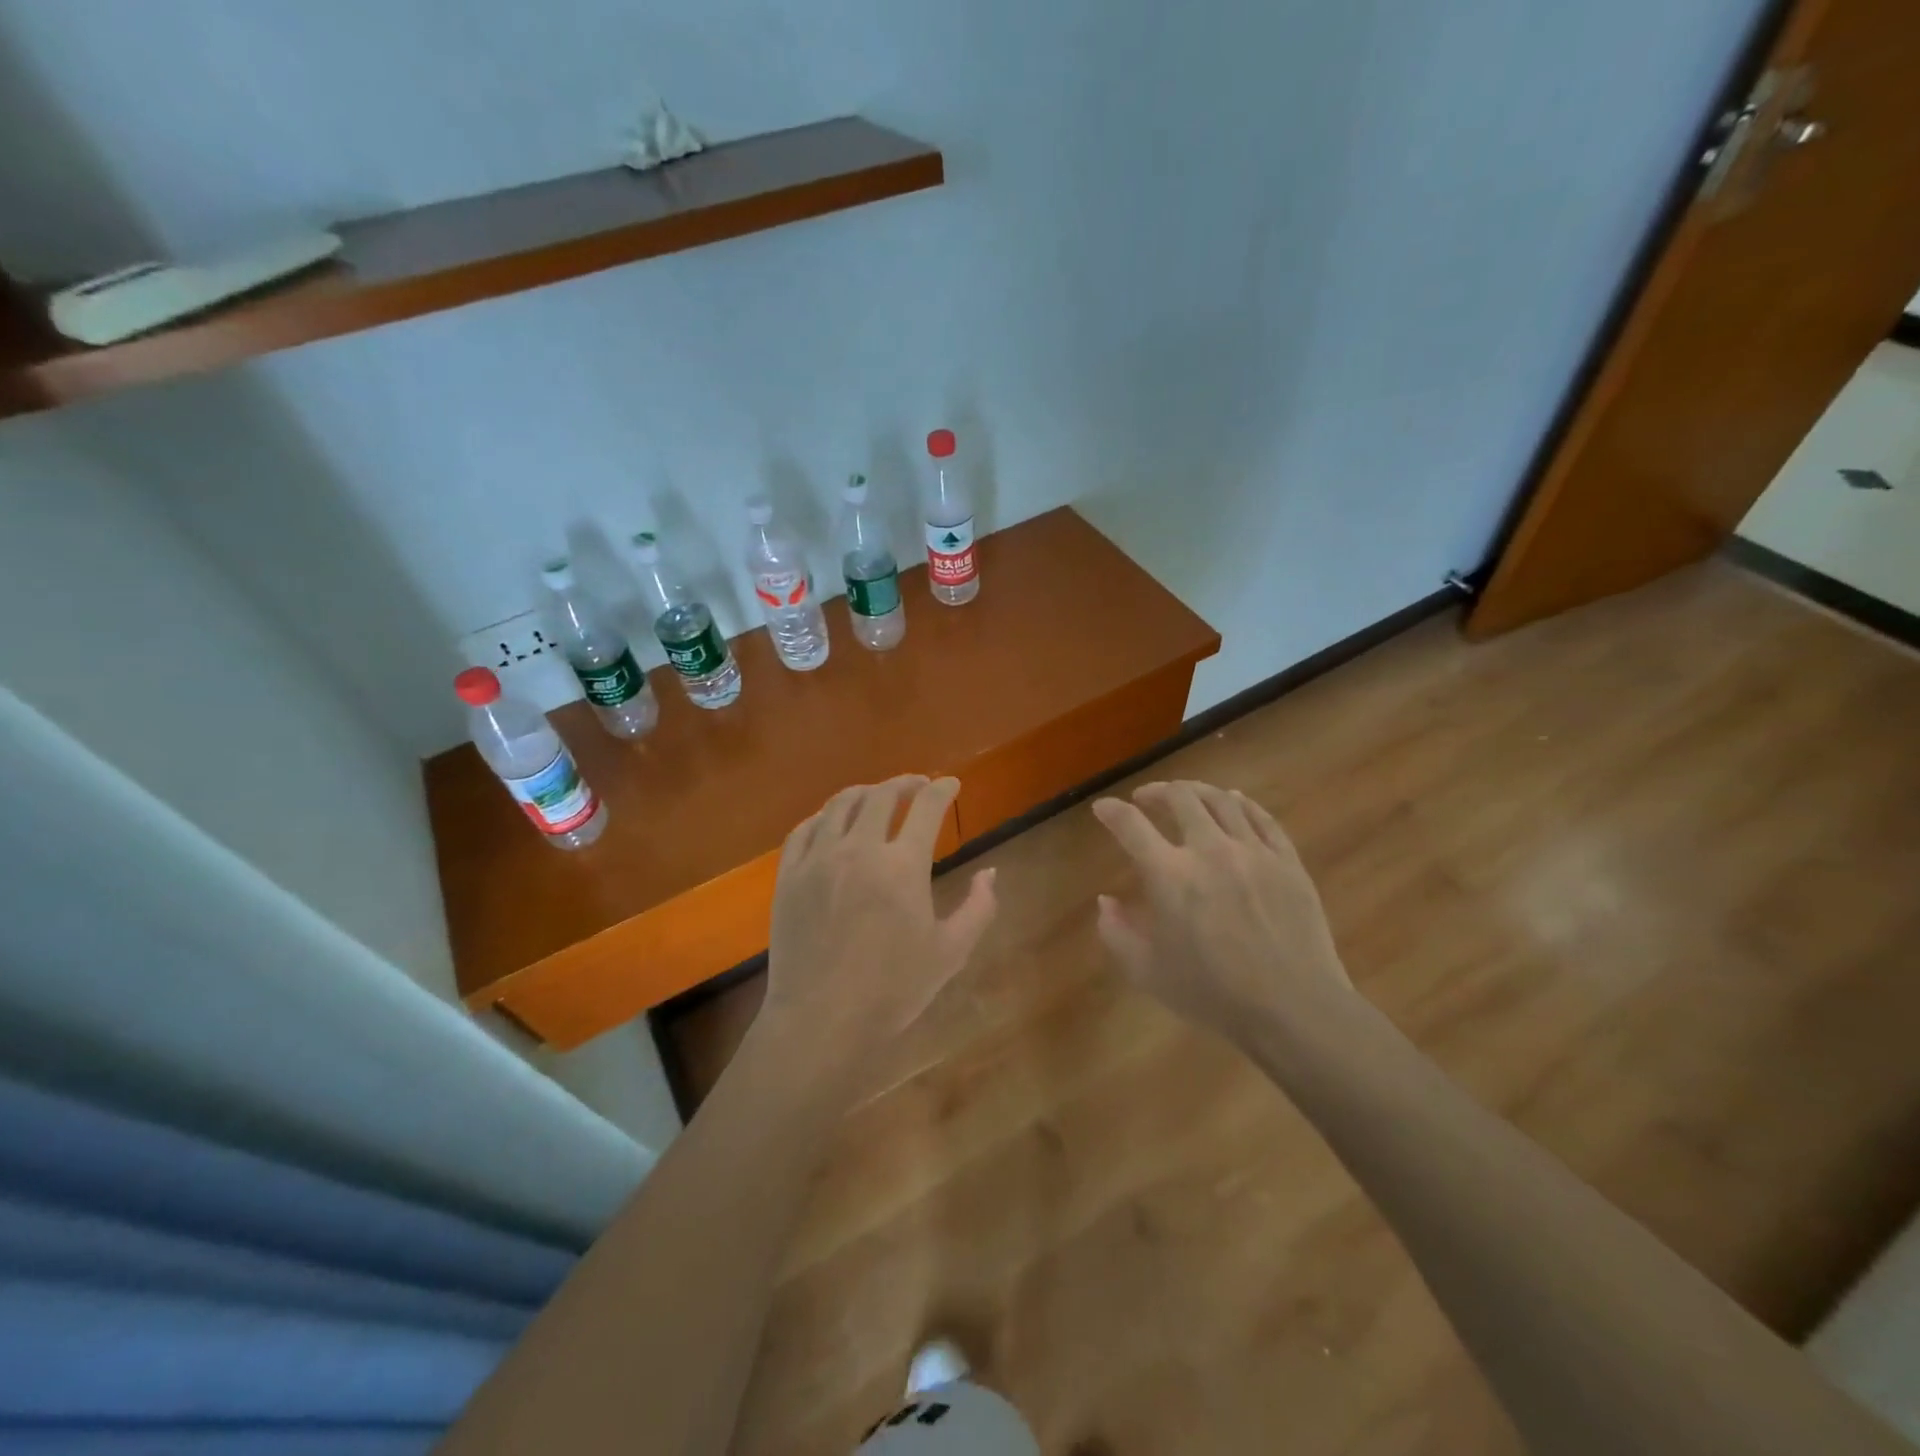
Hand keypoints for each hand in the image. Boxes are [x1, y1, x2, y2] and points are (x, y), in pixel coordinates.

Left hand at [760, 776, 997, 1054]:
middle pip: (882, 795)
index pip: (927, 807)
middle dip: (905, 783)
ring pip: (839, 804)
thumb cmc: (893, 989)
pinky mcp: (789, 876)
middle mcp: (858, 849)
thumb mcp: (951, 952)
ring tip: (876, 796)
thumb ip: (978, 908)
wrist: (822, 1020)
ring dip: (864, 792)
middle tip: (917, 785)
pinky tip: (831, 822)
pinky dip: (823, 817)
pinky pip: (804, 830)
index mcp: (902, 865)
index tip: (951, 784)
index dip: (943, 789)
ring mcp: (818, 860)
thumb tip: (991, 873)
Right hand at [1091, 780, 1352, 1045]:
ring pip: (1222, 800)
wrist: (1294, 1008)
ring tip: (1186, 794)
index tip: (1103, 807)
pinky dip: (1243, 803)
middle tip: (1146, 798)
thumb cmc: (1213, 994)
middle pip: (1180, 798)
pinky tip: (1235, 801)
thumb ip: (1117, 932)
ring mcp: (1253, 851)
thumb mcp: (1147, 972)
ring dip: (1197, 790)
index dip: (1111, 811)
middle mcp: (1209, 850)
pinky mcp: (1287, 861)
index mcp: (1170, 875)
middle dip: (1156, 791)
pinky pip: (1262, 818)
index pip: (1131, 826)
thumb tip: (1105, 901)